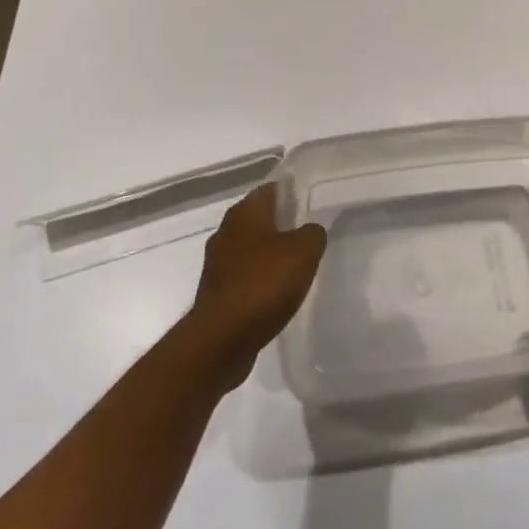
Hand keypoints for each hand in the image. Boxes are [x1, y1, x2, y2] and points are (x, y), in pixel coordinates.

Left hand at [188, 185, 326, 388]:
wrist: (222, 339)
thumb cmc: (264, 282)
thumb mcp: (305, 250)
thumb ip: (313, 233)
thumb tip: (310, 231)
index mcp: (245, 212)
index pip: (271, 189)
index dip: (292, 193)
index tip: (312, 202)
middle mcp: (226, 231)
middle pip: (259, 219)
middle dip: (282, 225)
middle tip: (309, 234)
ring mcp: (217, 264)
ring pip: (251, 250)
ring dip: (270, 256)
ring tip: (297, 266)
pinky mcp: (216, 294)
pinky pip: (244, 278)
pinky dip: (260, 281)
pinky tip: (278, 293)